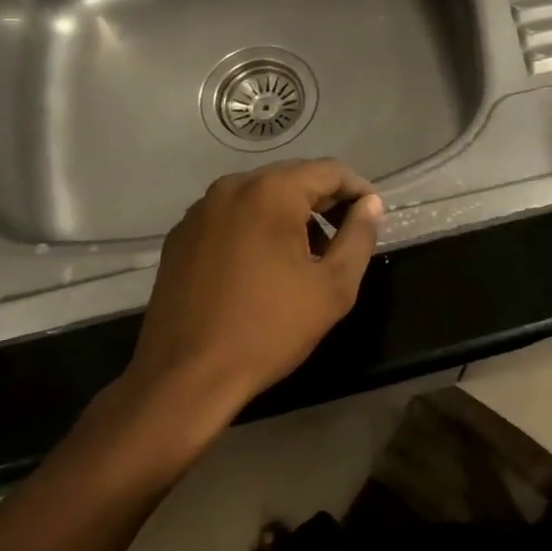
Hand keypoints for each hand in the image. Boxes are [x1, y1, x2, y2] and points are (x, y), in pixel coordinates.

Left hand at [122, 160, 382, 422]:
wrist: (184, 379)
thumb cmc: (269, 329)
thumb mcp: (333, 287)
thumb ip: (359, 236)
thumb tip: (370, 204)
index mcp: (271, 192)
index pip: (329, 171)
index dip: (357, 190)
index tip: (371, 217)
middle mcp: (232, 187)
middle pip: (293, 179)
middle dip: (324, 202)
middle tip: (344, 237)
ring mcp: (200, 211)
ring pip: (260, 196)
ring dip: (289, 215)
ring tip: (306, 256)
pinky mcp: (180, 236)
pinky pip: (231, 216)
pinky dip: (255, 228)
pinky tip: (262, 267)